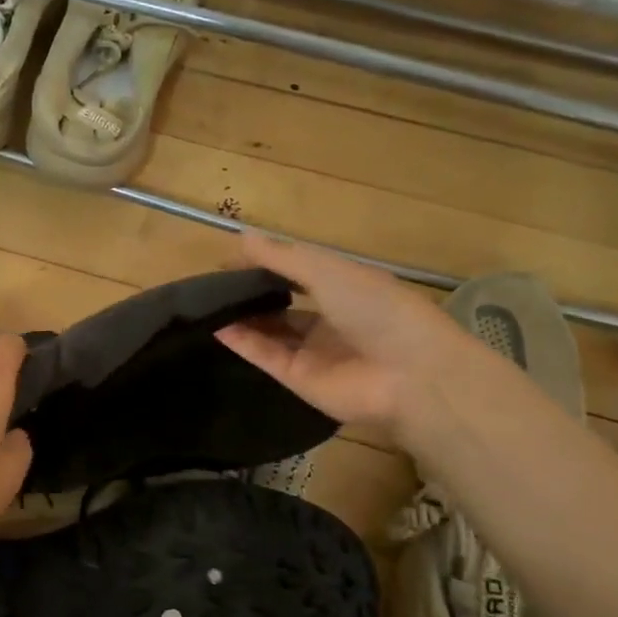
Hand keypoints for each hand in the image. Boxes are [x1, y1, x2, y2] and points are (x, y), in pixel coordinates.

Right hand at [215, 233, 467, 432]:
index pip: (299, 272)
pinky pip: (264, 355)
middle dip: (252, 292)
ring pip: (269, 331)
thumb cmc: (377, 308)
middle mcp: (329, 319)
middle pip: (282, 304)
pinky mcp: (298, 379)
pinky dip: (241, 341)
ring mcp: (313, 351)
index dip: (267, 264)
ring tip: (207, 302)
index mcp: (346, 288)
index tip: (233, 257)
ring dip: (242, 316)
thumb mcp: (328, 270)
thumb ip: (282, 257)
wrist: (410, 375)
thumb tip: (239, 237)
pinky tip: (215, 325)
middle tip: (214, 282)